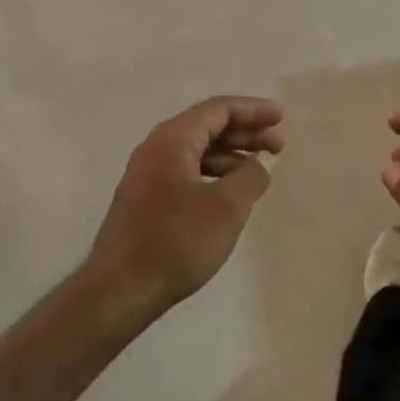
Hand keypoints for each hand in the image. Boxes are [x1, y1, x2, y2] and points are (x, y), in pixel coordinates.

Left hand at [87, 97, 284, 313]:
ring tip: (258, 171)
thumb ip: (251, 176)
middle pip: (207, 127)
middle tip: (278, 145)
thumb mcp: (227, 206)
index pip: (218, 109)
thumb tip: (256, 165)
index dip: (253, 110)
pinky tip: (230, 194)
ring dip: (231, 155)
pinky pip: (187, 172)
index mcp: (172, 140)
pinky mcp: (145, 201)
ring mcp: (146, 176)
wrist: (119, 291)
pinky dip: (214, 174)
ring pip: (197, 151)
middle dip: (245, 132)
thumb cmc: (176, 241)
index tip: (280, 118)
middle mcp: (155, 149)